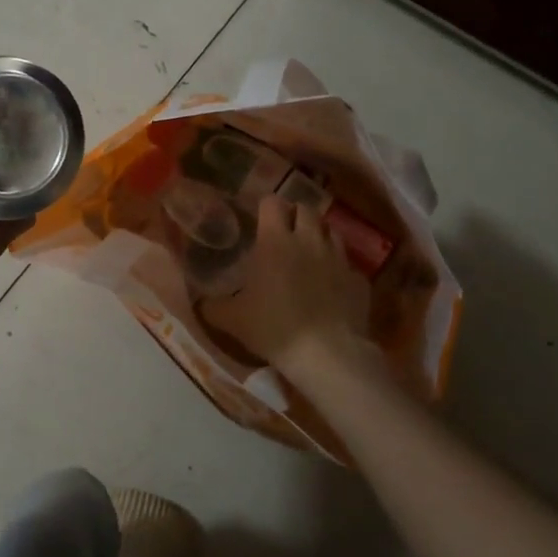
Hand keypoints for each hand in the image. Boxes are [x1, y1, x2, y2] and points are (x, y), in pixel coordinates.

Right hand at [202, 193, 370, 374]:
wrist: (327, 354)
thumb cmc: (274, 328)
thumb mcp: (232, 320)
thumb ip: (212, 306)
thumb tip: (199, 302)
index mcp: (275, 241)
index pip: (272, 202)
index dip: (266, 207)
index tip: (259, 219)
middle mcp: (309, 240)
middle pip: (306, 209)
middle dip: (295, 215)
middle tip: (284, 233)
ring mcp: (338, 259)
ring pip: (331, 232)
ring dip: (319, 237)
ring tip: (308, 254)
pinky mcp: (359, 280)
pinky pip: (347, 265)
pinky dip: (337, 269)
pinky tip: (330, 286)